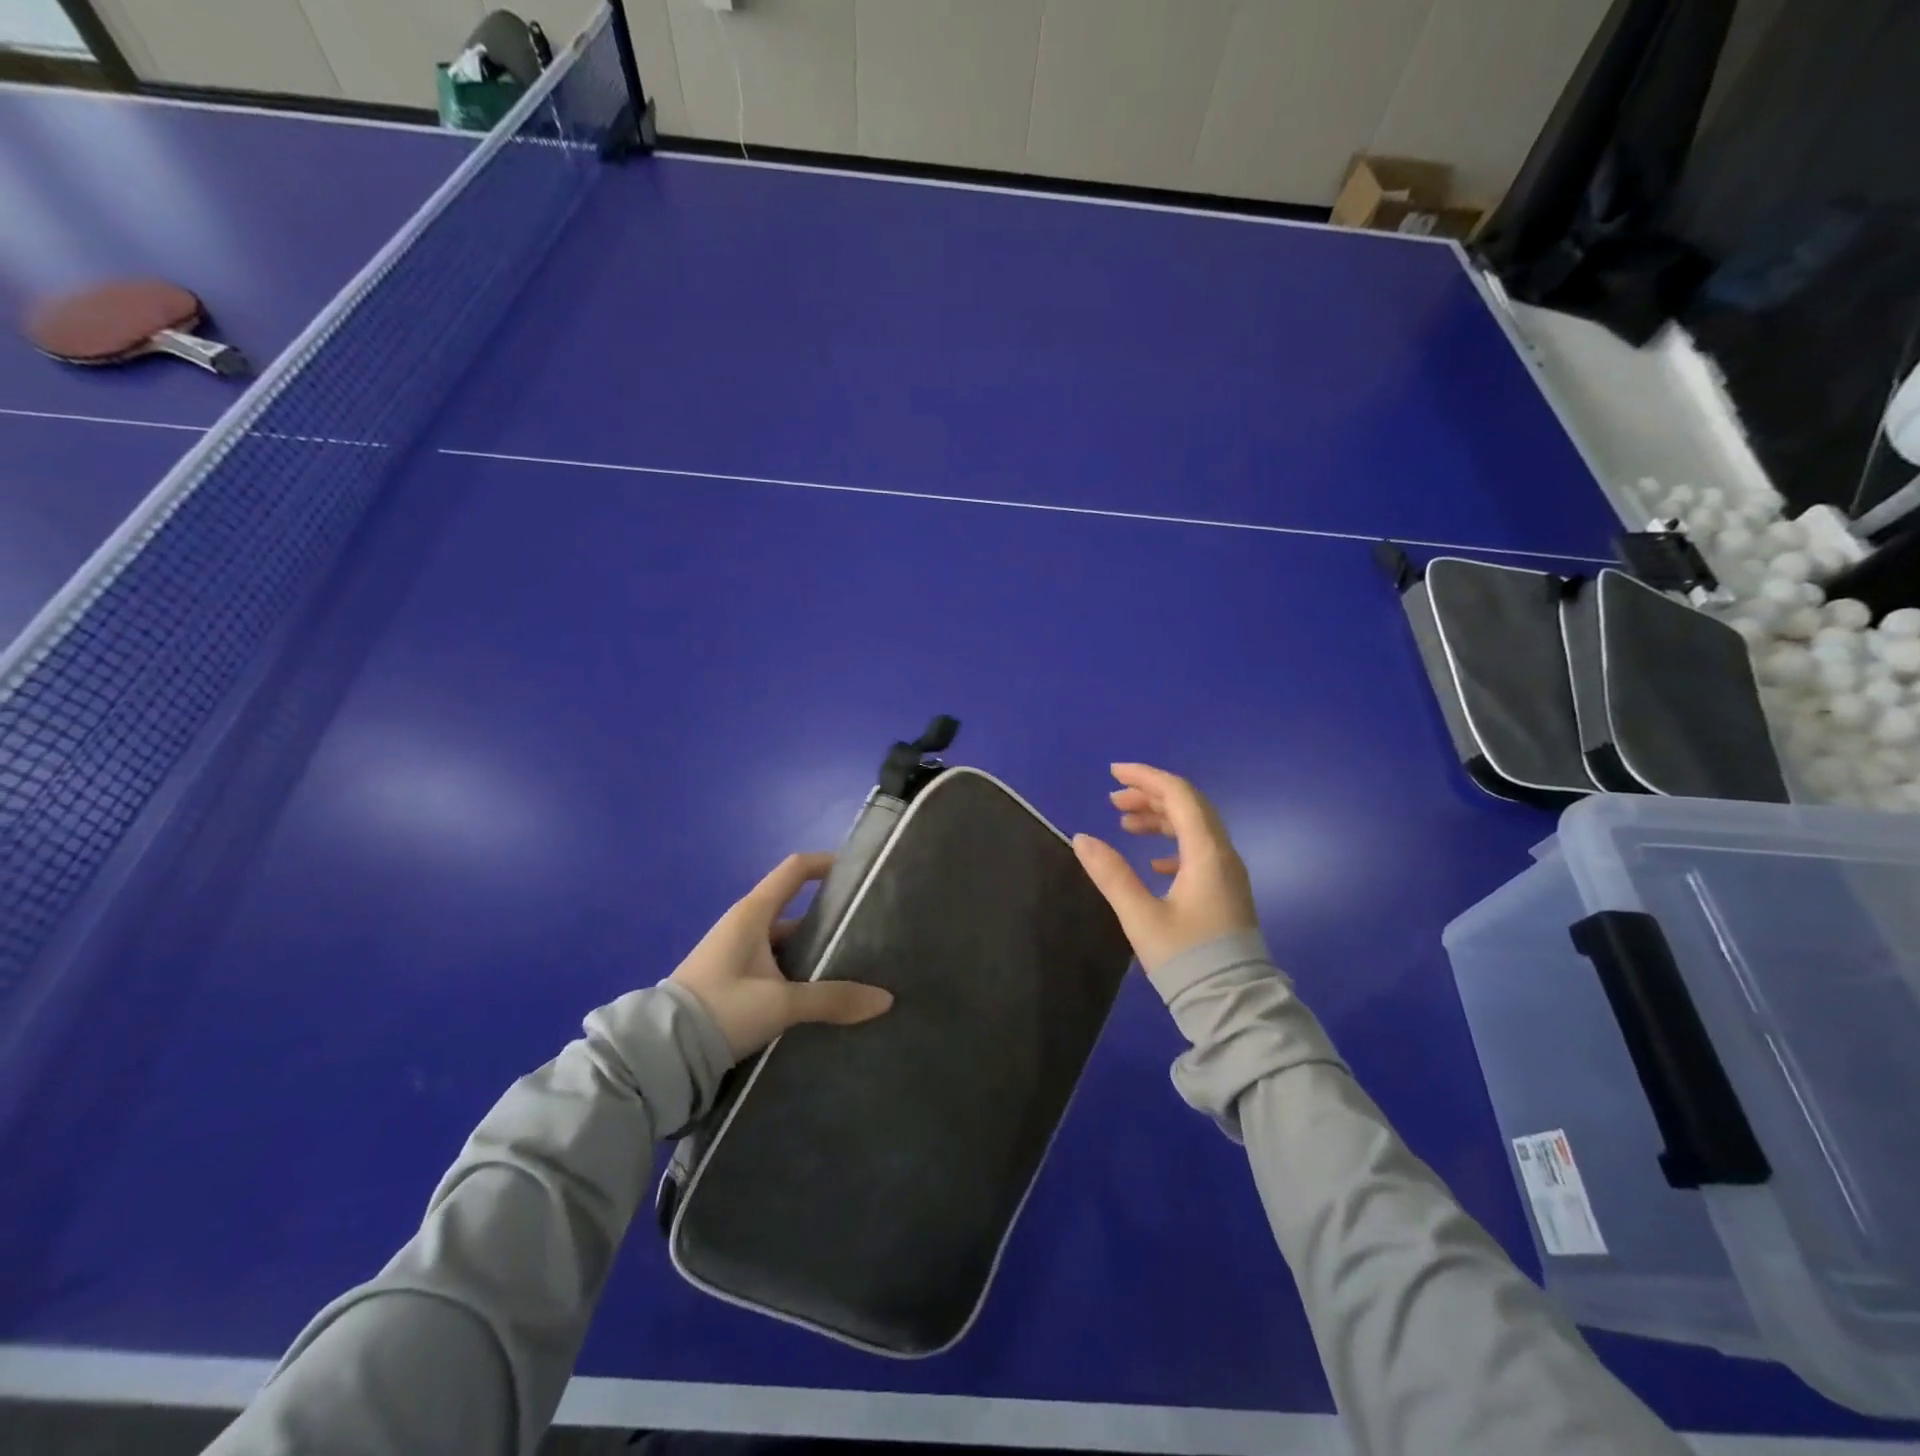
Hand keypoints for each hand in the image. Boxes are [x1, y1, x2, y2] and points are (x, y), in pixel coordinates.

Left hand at [669, 853, 893, 1059]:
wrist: (660, 1053)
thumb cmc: (721, 1009)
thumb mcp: (780, 1004)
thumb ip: (832, 999)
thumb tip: (885, 1000)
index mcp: (753, 913)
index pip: (795, 870)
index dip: (826, 863)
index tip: (858, 871)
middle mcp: (745, 925)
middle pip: (796, 909)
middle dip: (830, 918)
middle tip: (867, 931)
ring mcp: (737, 953)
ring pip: (786, 942)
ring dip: (814, 951)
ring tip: (853, 966)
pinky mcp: (733, 980)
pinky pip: (775, 965)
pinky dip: (798, 973)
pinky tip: (821, 994)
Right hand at [1072, 763, 1258, 975]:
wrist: (1232, 1005)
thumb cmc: (1186, 958)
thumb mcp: (1140, 916)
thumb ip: (1111, 874)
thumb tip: (1081, 838)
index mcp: (1207, 853)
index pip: (1179, 795)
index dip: (1146, 778)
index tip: (1113, 773)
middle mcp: (1223, 854)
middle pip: (1189, 806)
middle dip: (1150, 796)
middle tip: (1113, 801)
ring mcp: (1228, 873)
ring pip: (1194, 828)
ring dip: (1160, 819)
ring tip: (1125, 825)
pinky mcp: (1225, 892)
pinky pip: (1199, 851)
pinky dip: (1173, 844)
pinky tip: (1153, 862)